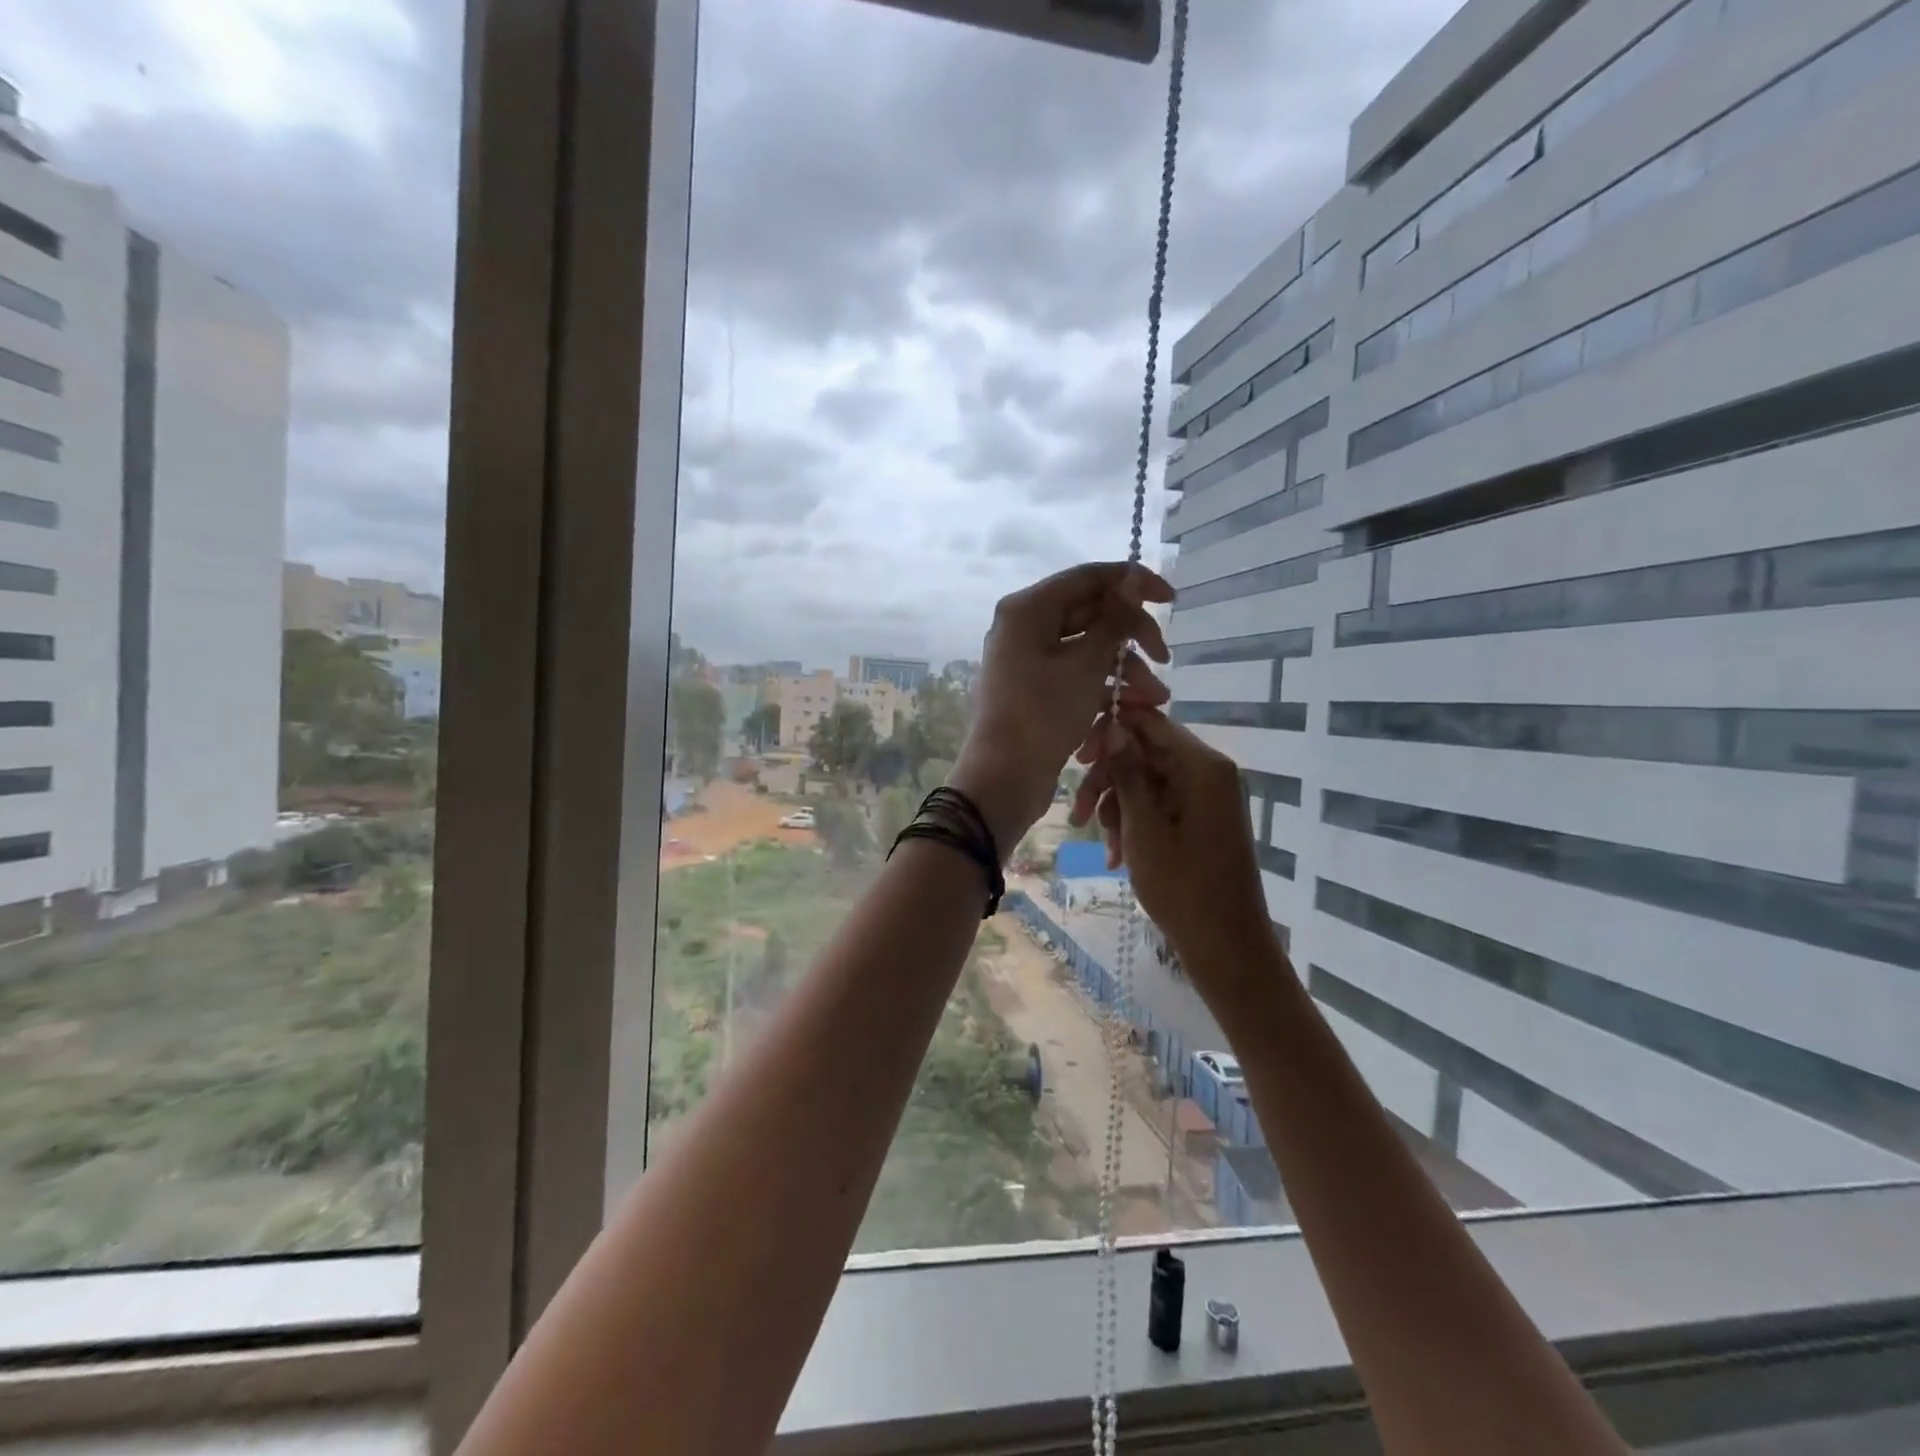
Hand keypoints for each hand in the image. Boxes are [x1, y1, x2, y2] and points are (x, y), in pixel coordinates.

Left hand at [948, 562, 1173, 855]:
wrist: (1004, 779)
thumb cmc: (1043, 716)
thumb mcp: (1086, 665)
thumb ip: (1114, 620)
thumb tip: (1131, 578)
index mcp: (1028, 609)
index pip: (1088, 577)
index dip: (1133, 583)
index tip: (1171, 598)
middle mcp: (1025, 627)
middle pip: (1090, 613)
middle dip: (1132, 636)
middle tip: (1165, 657)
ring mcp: (1028, 660)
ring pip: (1087, 649)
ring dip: (1125, 669)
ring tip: (1157, 698)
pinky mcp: (1035, 690)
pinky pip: (1076, 675)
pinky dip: (1104, 688)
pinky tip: (1134, 709)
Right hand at [1070, 706, 1275, 985]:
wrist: (1226, 946)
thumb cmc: (1183, 886)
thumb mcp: (1144, 827)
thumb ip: (1127, 772)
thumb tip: (1112, 725)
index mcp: (1202, 766)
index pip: (1150, 723)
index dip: (1110, 734)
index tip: (1077, 758)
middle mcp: (1209, 773)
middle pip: (1146, 754)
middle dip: (1109, 782)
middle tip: (1079, 815)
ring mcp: (1208, 798)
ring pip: (1148, 783)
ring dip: (1118, 808)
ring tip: (1103, 844)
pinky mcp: (1203, 821)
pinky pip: (1162, 806)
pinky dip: (1136, 824)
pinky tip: (1117, 855)